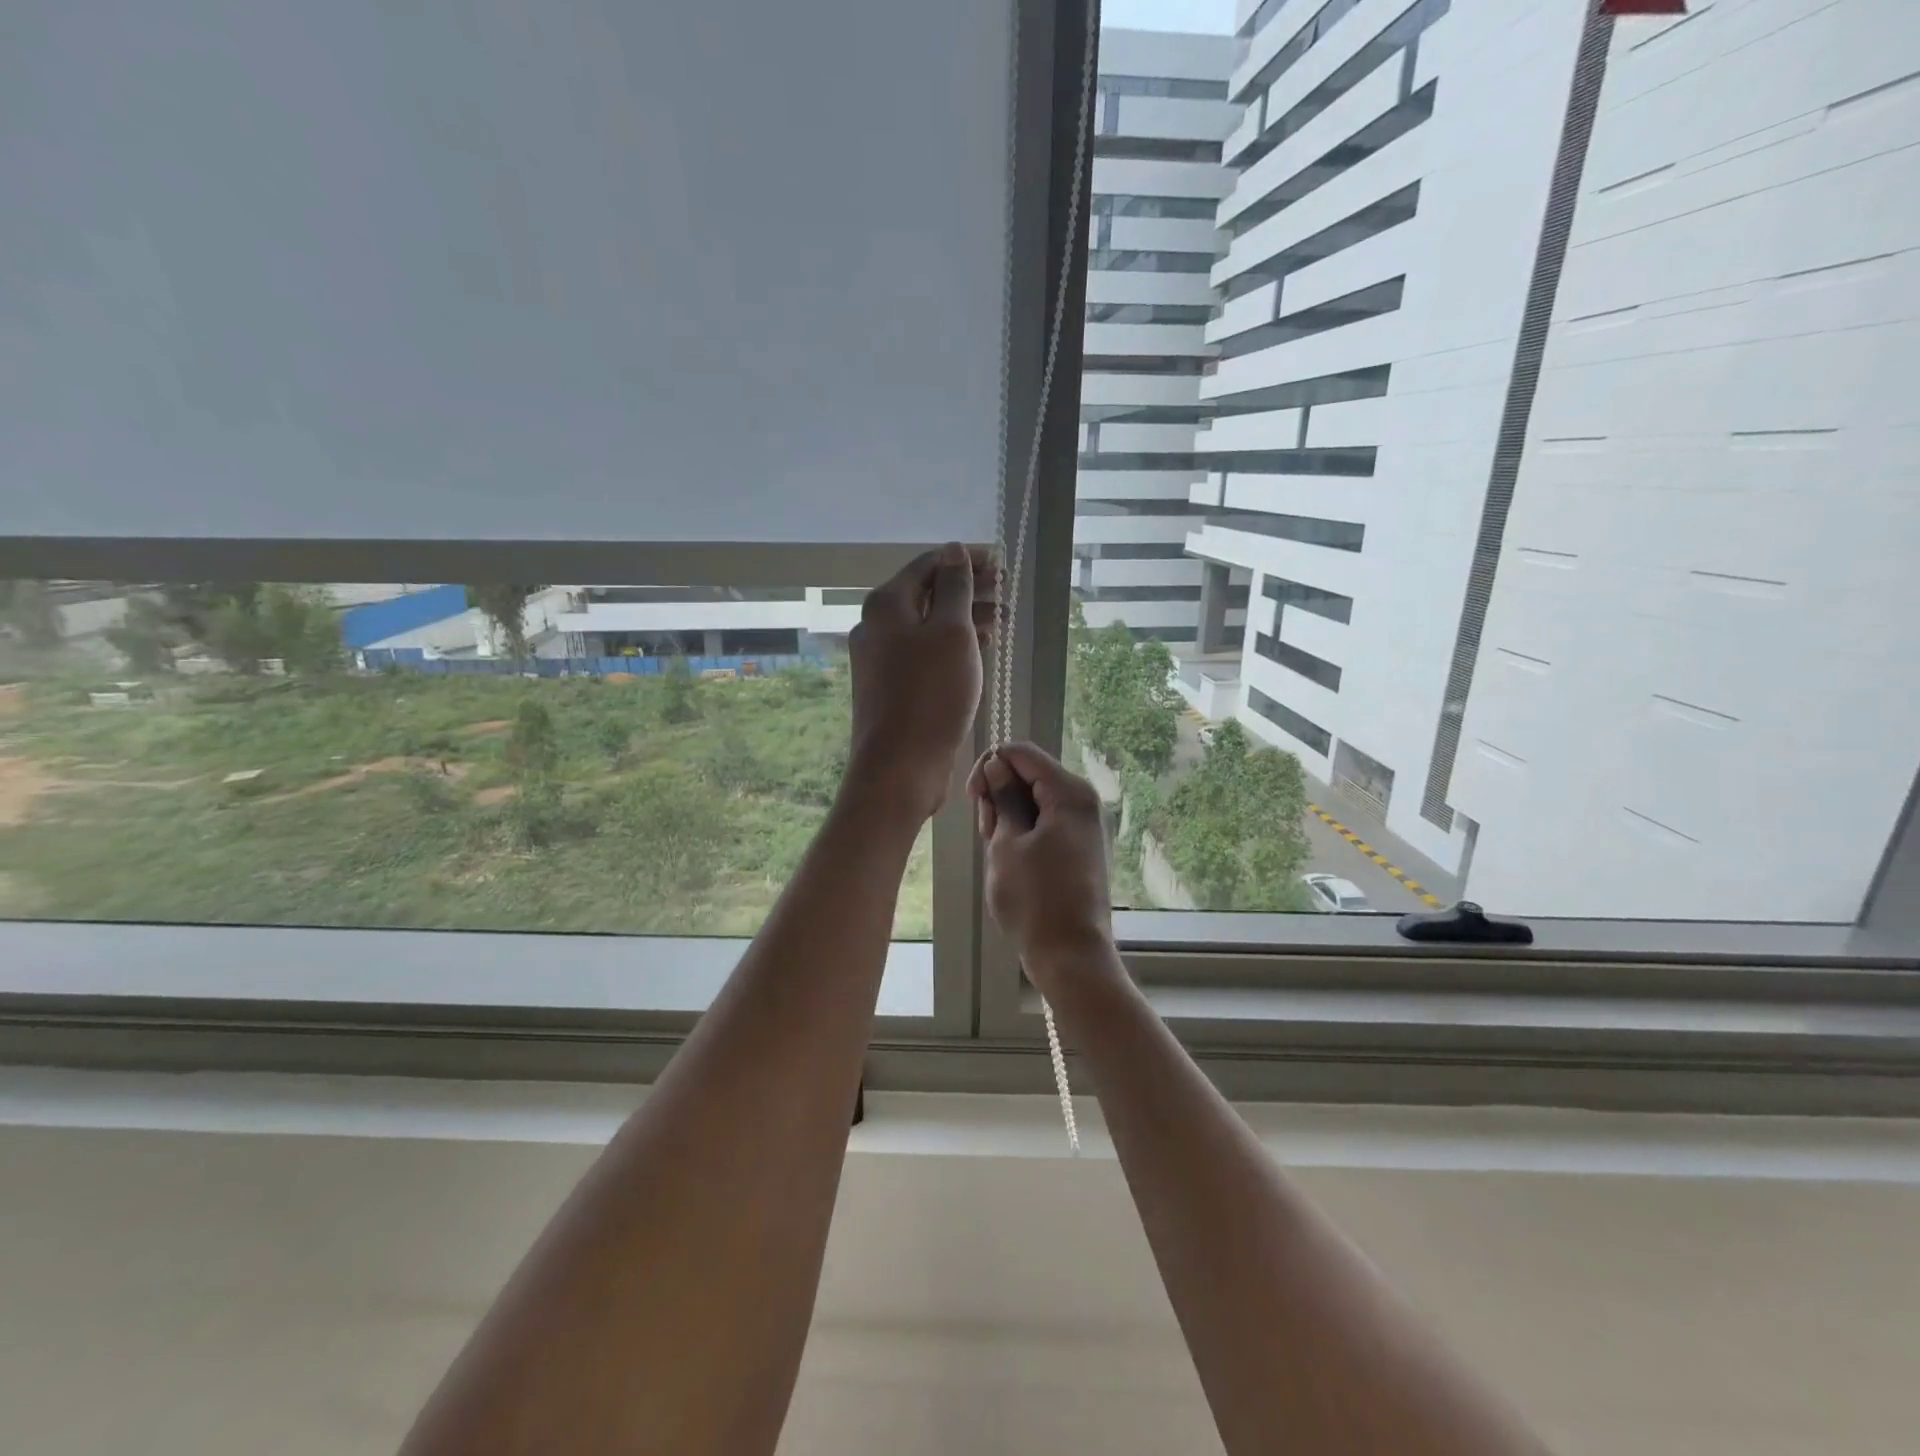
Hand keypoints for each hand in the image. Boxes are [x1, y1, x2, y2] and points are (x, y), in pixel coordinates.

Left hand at [845, 543, 997, 821]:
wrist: (900, 766)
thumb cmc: (931, 693)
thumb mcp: (952, 632)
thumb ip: (955, 587)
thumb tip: (953, 550)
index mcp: (887, 603)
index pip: (929, 564)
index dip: (967, 559)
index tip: (1002, 564)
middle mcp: (877, 624)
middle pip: (928, 593)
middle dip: (969, 588)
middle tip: (1007, 592)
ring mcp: (881, 656)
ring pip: (928, 624)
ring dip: (965, 617)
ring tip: (1003, 621)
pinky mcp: (891, 684)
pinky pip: (925, 650)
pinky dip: (952, 644)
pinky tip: (979, 648)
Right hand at [967, 742, 1115, 986]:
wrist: (1071, 955)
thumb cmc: (1034, 899)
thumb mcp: (1006, 843)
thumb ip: (1001, 798)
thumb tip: (997, 766)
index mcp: (1070, 793)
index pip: (1022, 754)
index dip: (991, 766)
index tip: (973, 797)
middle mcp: (1084, 801)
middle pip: (1031, 775)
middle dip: (1000, 794)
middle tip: (987, 832)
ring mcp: (1086, 825)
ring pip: (1036, 800)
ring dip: (1011, 815)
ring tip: (998, 850)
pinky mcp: (1082, 847)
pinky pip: (1048, 822)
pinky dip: (1026, 831)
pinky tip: (1012, 858)